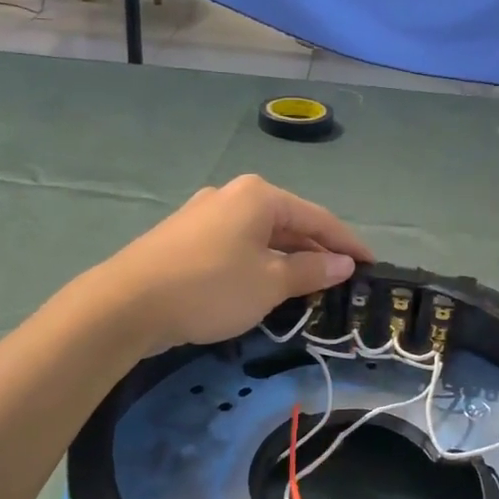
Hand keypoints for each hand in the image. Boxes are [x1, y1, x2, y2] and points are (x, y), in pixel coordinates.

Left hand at [95, 175, 372, 352]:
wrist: (126, 304)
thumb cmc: (211, 287)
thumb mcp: (270, 283)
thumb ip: (311, 270)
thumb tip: (343, 263)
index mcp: (260, 196)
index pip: (318, 218)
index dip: (348, 244)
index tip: (372, 265)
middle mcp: (233, 194)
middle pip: (288, 222)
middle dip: (316, 251)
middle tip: (341, 280)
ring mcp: (204, 213)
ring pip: (260, 235)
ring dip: (286, 259)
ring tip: (307, 286)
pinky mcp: (184, 235)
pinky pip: (236, 245)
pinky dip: (258, 262)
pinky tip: (262, 284)